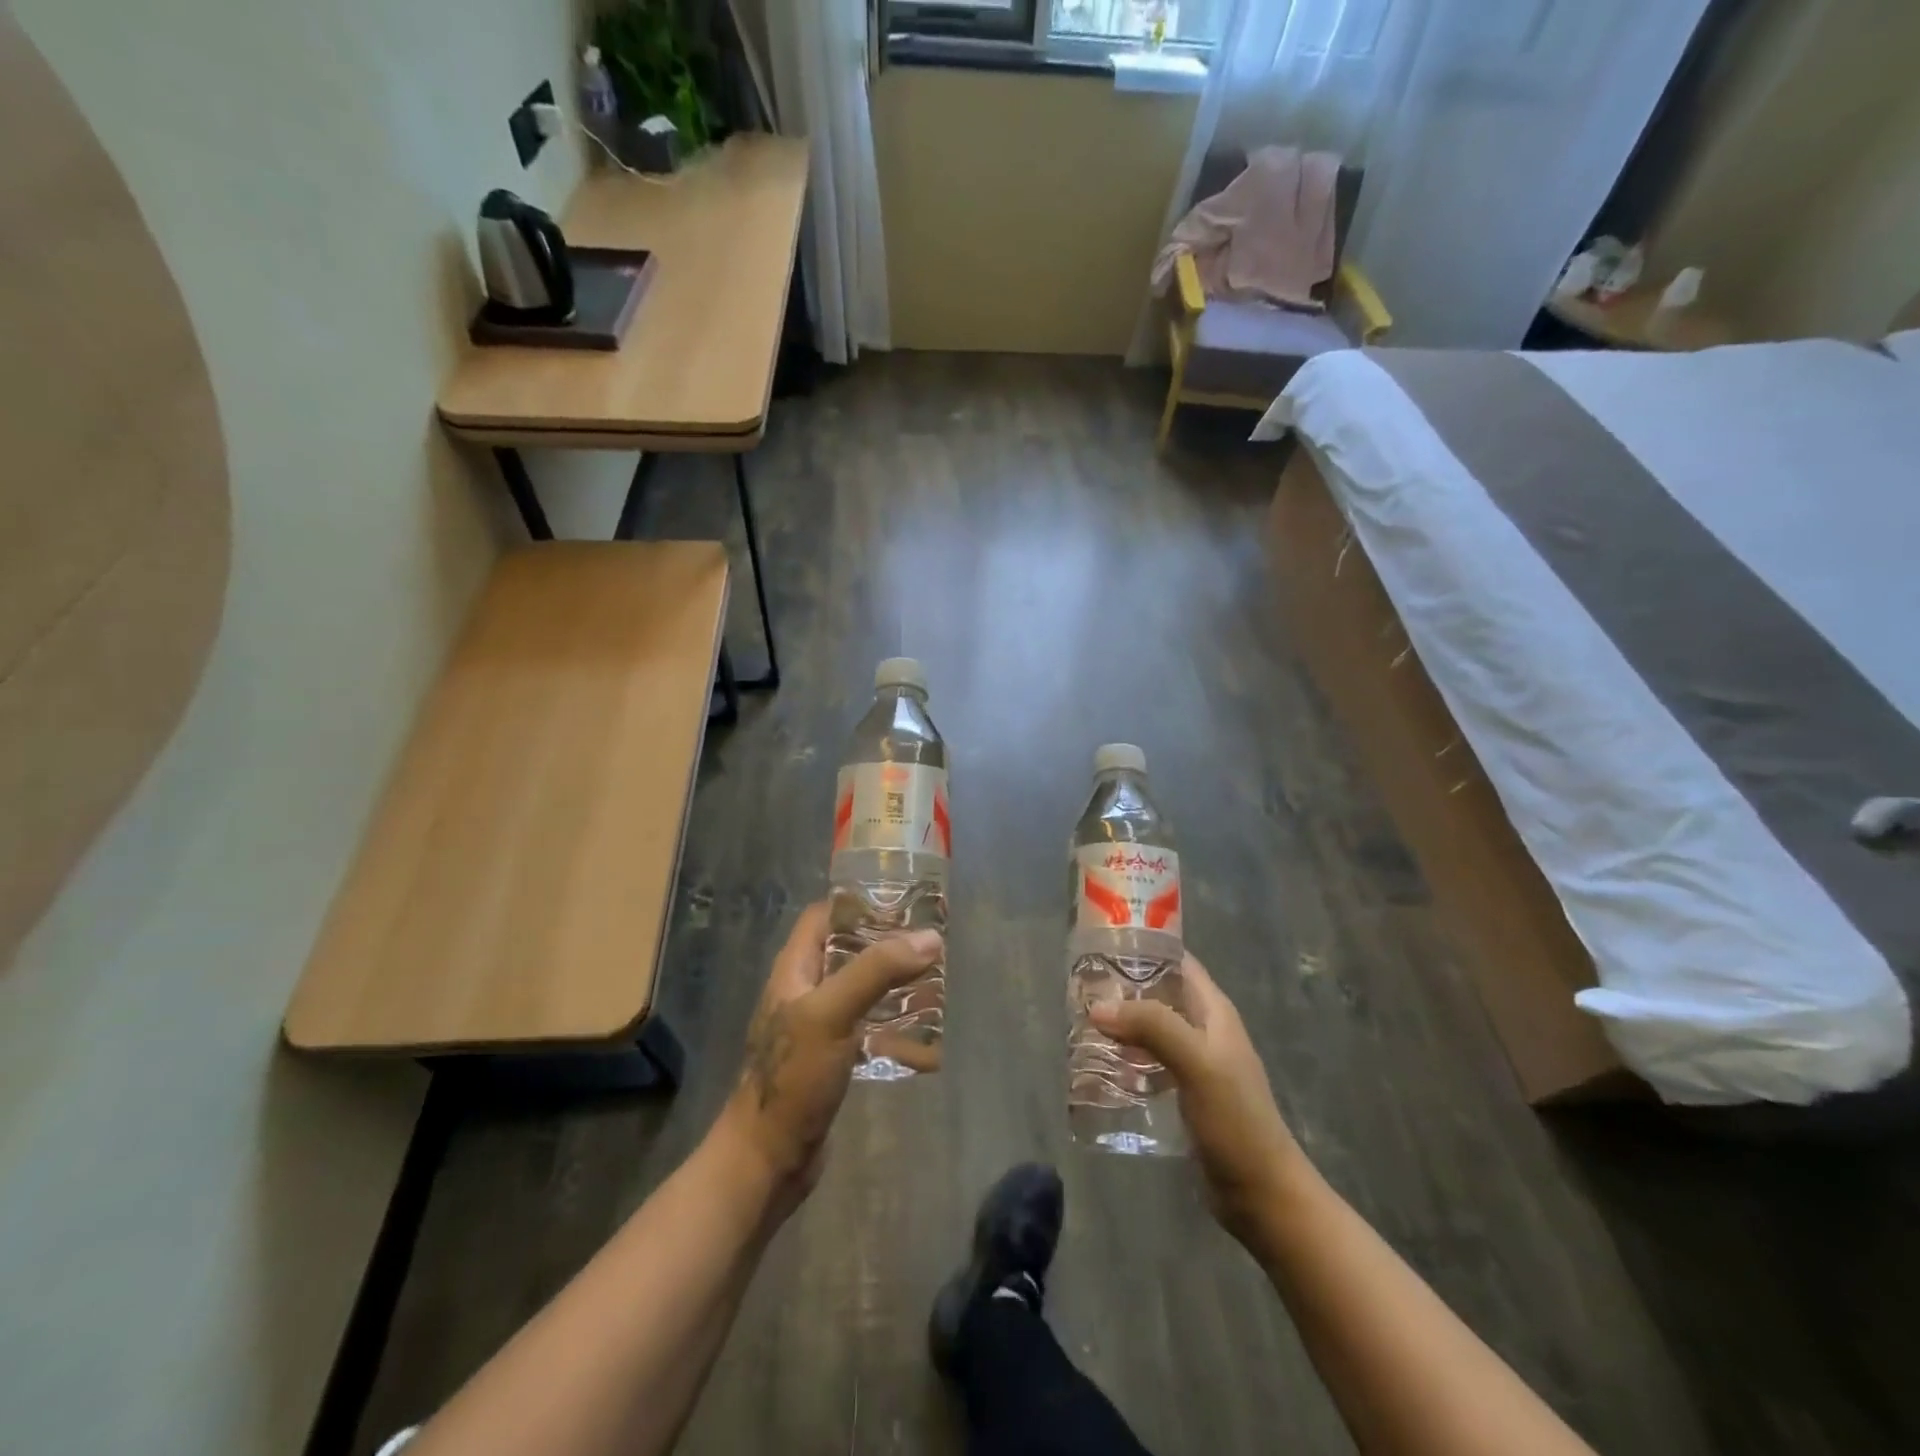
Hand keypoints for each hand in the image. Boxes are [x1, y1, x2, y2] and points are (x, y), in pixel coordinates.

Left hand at [715, 902, 941, 1209]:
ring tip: (933, 979)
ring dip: (891, 983)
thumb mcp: (832, 1013)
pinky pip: (865, 1027)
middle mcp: (803, 991)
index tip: (901, 901)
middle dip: (885, 943)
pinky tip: (921, 1033)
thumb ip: (877, 971)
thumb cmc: (793, 1077)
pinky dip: (891, 1023)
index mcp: (794, 970)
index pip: (823, 917)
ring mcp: (816, 1027)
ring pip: (858, 989)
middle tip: (928, 941)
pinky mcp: (830, 1059)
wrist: (767, 1159)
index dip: (857, 903)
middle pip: (845, 951)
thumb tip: (929, 938)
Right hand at [1091, 954, 1303, 1243]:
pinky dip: (1125, 1055)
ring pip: (1150, 1027)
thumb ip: (1153, 1027)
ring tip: (1080, 1020)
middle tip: (1080, 986)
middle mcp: (1203, 1029)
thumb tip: (1098, 1007)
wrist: (1261, 1194)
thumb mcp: (1197, 1063)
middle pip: (1159, 992)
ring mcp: (1194, 1062)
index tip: (1102, 944)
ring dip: (1121, 1022)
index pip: (1177, 961)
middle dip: (1122, 986)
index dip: (1145, 947)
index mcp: (1214, 1011)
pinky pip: (1148, 1060)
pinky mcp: (1183, 1092)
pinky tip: (1098, 1063)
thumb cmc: (1236, 1121)